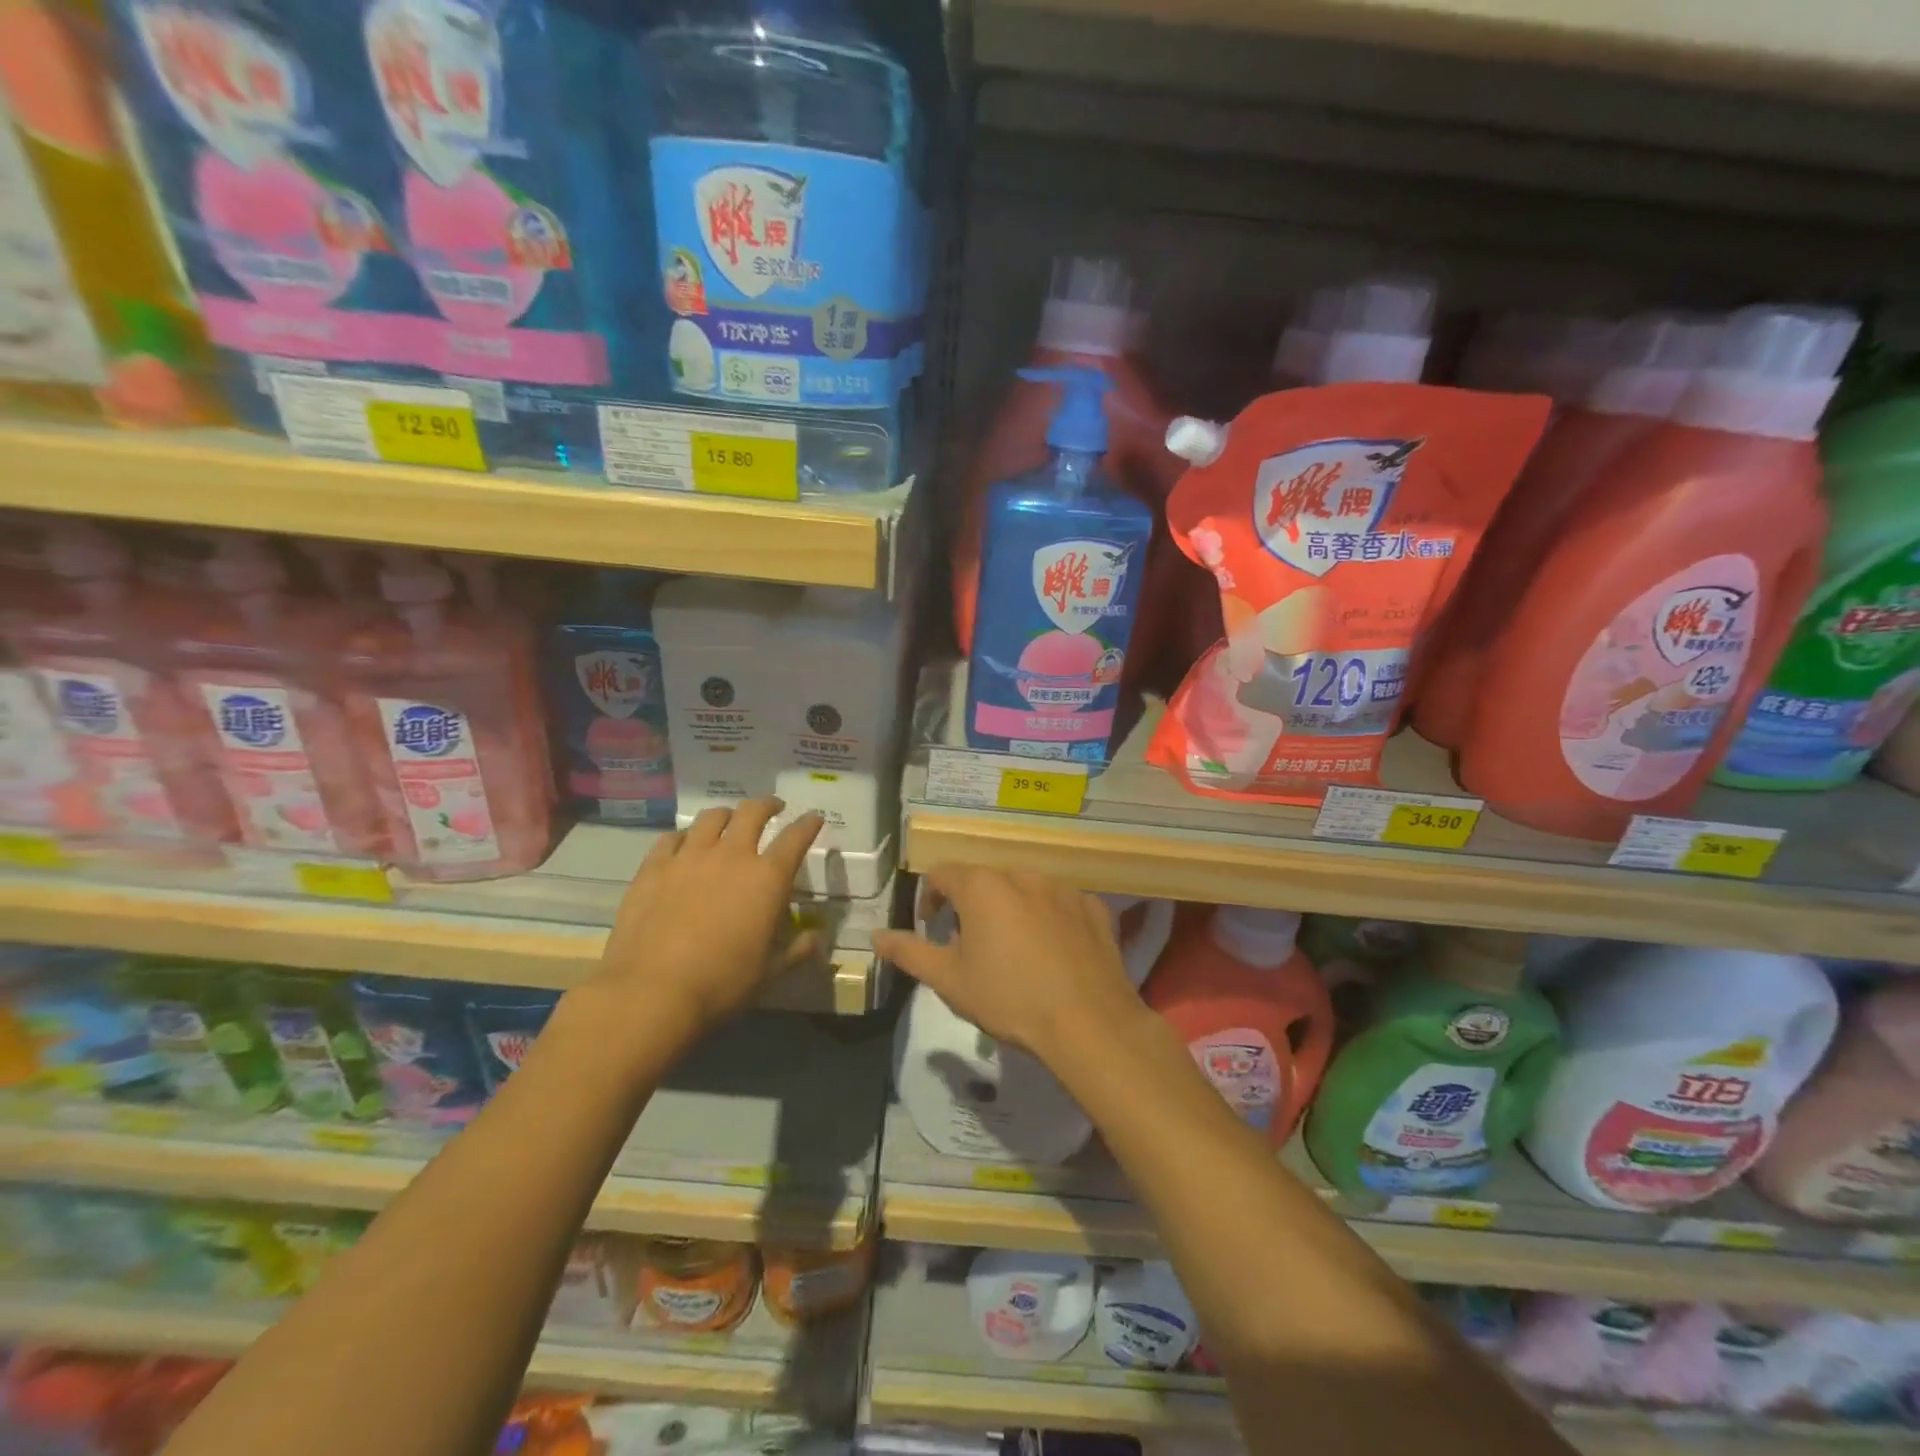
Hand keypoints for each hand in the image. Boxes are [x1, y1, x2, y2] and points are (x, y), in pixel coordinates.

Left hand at [582, 798, 823, 1041]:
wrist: (651, 993)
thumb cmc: (721, 984)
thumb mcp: (769, 973)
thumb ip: (797, 951)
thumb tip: (817, 939)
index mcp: (767, 879)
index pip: (796, 838)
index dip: (808, 824)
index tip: (814, 818)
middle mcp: (731, 856)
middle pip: (752, 812)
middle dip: (767, 805)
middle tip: (773, 808)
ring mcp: (689, 858)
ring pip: (712, 817)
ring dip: (727, 815)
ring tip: (729, 822)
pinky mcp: (653, 868)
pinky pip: (672, 838)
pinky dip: (685, 836)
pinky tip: (684, 846)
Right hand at [873, 867, 1144, 1063]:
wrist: (1088, 1022)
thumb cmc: (1009, 998)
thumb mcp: (949, 980)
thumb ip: (909, 952)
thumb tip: (876, 936)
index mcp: (982, 887)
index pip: (942, 875)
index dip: (930, 899)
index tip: (931, 928)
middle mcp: (1022, 875)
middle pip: (985, 881)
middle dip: (971, 906)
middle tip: (971, 946)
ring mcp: (1063, 888)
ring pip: (1025, 890)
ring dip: (1011, 910)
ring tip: (1013, 951)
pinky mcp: (1093, 907)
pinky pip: (1061, 905)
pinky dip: (1050, 920)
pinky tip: (1053, 954)